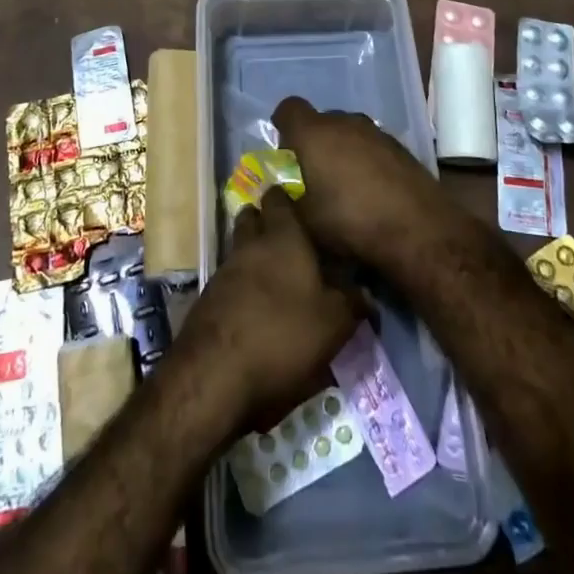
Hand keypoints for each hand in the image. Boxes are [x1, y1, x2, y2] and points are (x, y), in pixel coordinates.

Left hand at [175, 188, 360, 432]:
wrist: (215, 374)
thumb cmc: (283, 335)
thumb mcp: (333, 324)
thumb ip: (352, 304)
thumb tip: (366, 293)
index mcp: (282, 237)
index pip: (278, 199)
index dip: (287, 199)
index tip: (301, 207)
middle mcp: (249, 244)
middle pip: (252, 219)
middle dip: (264, 223)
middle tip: (289, 242)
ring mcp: (223, 271)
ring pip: (239, 250)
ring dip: (253, 258)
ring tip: (276, 279)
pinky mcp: (207, 301)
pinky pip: (229, 282)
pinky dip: (241, 289)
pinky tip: (256, 311)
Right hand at [272, 98, 450, 264]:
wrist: (418, 229)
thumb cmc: (350, 222)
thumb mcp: (304, 221)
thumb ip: (286, 199)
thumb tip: (279, 190)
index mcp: (314, 133)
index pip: (289, 108)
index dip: (283, 125)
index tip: (284, 150)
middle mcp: (344, 122)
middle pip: (320, 121)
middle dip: (313, 142)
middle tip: (311, 174)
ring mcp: (375, 132)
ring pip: (348, 132)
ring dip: (341, 151)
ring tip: (343, 185)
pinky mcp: (399, 146)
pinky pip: (371, 145)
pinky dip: (365, 160)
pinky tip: (371, 190)